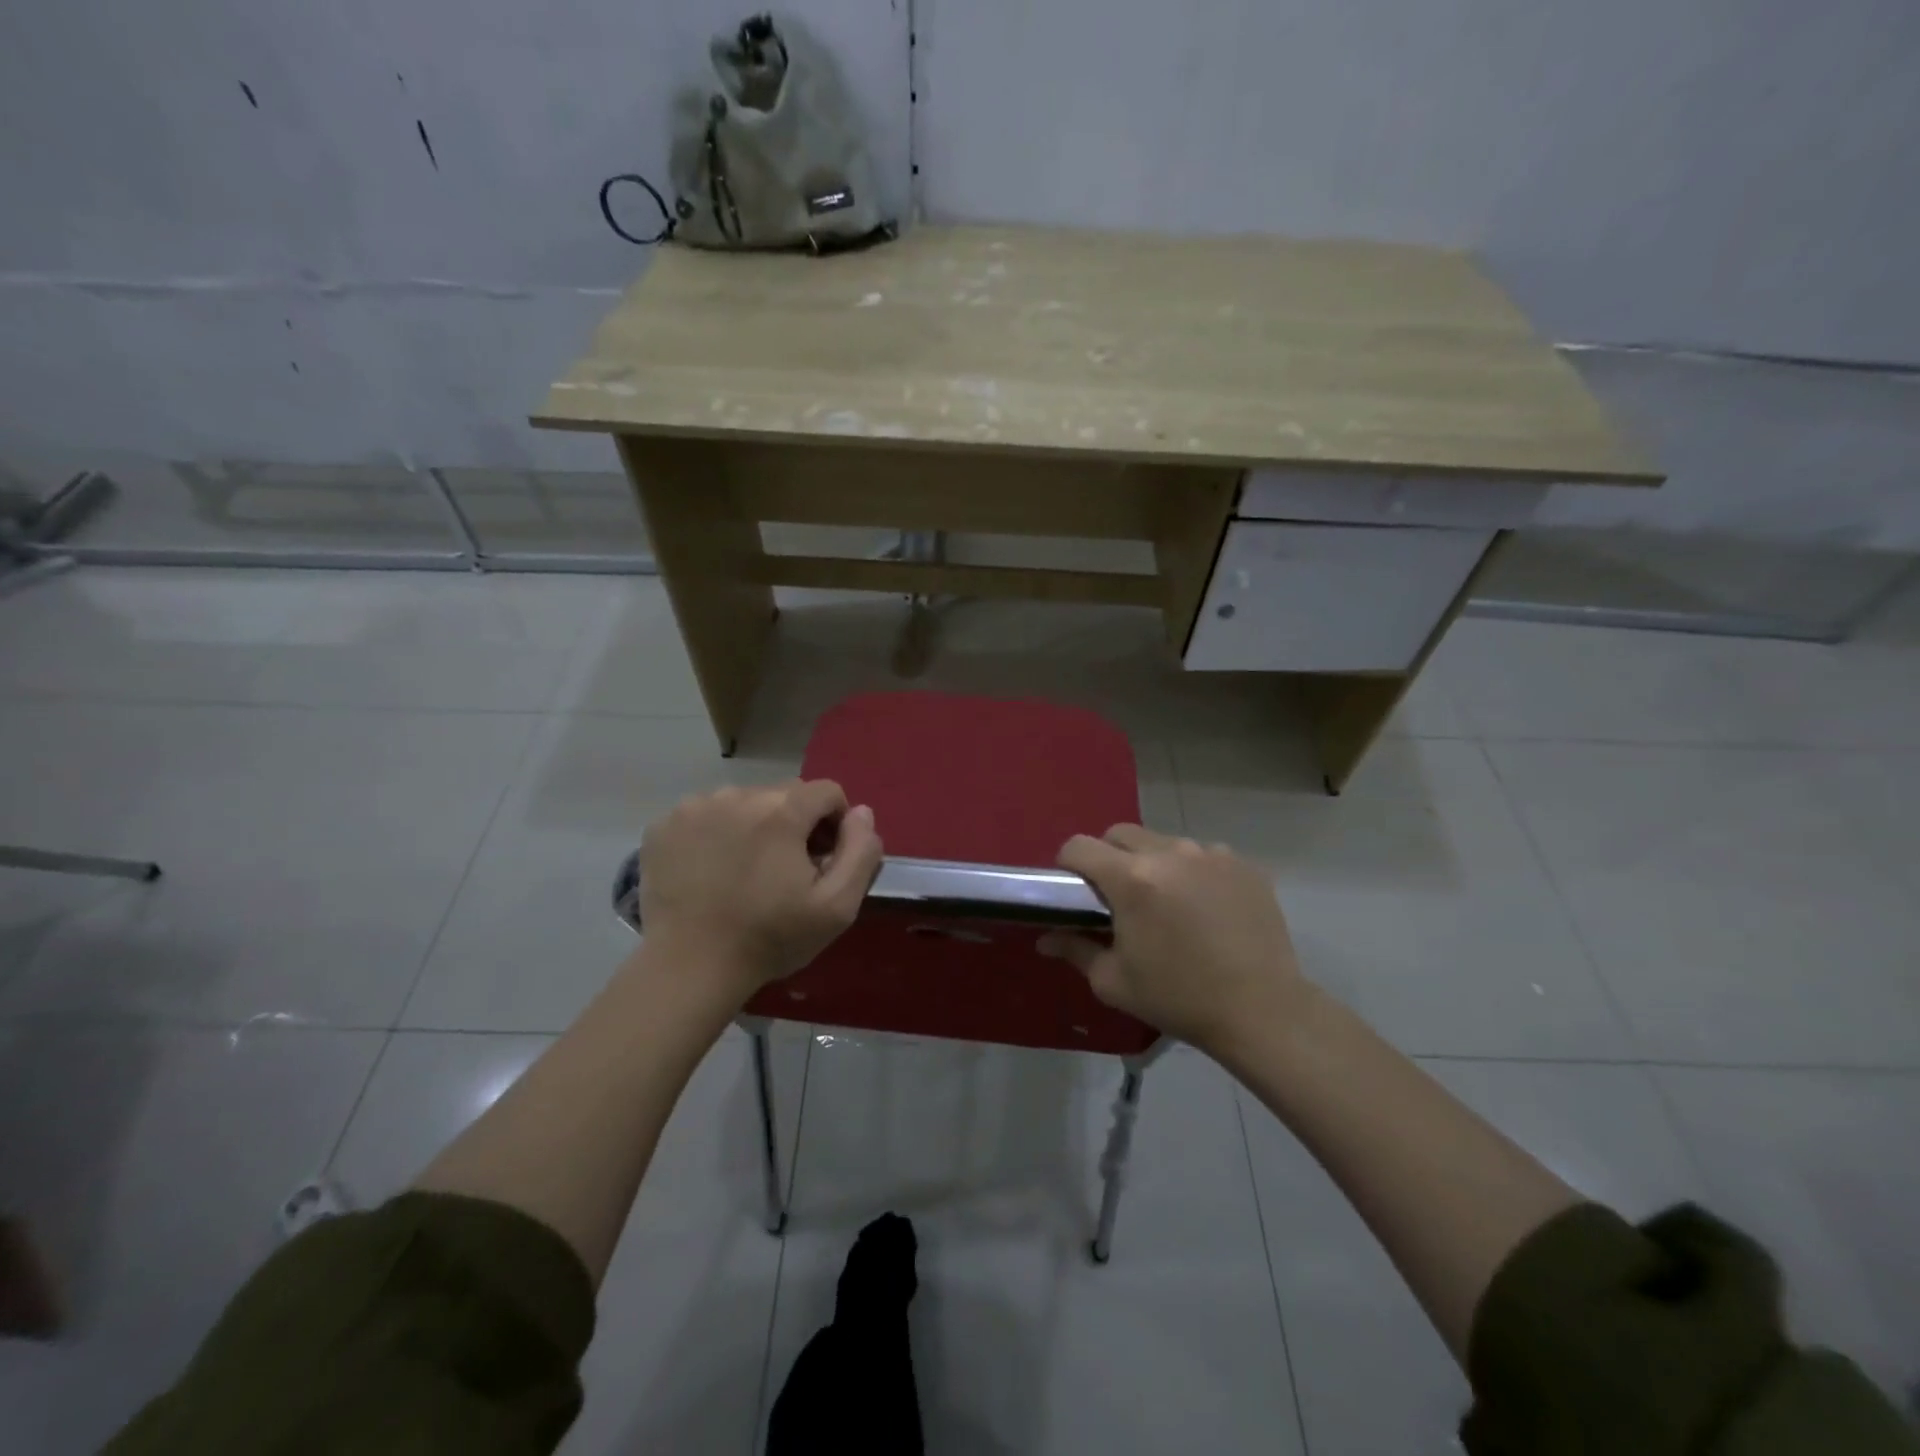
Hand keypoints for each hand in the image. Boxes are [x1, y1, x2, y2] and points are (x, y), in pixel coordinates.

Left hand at [638, 780, 882, 999]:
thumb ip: (861, 851)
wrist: (688, 968)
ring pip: (744, 802)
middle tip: (785, 871)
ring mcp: (695, 807)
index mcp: (781, 810)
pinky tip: (712, 870)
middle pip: (784, 794)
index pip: (827, 791)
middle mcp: (737, 795)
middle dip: (794, 824)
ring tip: (745, 872)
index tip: (823, 861)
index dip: (835, 823)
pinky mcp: (664, 825)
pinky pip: (705, 814)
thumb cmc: (769, 938)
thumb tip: (861, 812)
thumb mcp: (836, 907)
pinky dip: (716, 833)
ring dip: (754, 826)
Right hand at [1038, 825, 1310, 1054]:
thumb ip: (1075, 949)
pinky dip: (1193, 872)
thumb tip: (1046, 938)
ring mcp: (1211, 854)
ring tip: (1166, 903)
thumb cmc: (1179, 998)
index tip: (1073, 888)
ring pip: (1164, 842)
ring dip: (1154, 863)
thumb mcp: (1114, 981)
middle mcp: (1170, 853)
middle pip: (1121, 834)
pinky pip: (1204, 855)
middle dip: (1109, 857)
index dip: (1068, 863)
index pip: (1080, 845)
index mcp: (1132, 879)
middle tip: (1117, 896)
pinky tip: (1205, 908)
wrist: (1262, 1011)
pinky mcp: (1243, 864)